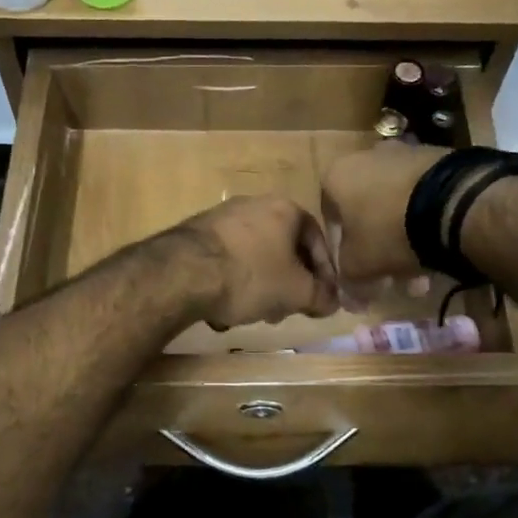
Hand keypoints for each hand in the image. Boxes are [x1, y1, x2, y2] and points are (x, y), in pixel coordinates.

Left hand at [177, 195, 338, 328]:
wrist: (184, 273)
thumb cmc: (251, 276)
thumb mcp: (297, 293)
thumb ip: (322, 297)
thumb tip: (333, 301)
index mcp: (285, 209)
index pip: (317, 240)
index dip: (324, 273)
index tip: (322, 298)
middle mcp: (253, 204)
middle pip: (283, 248)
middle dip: (288, 282)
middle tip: (287, 309)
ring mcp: (221, 216)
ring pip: (253, 256)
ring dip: (259, 285)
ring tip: (254, 313)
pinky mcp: (195, 234)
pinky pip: (225, 260)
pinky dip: (230, 282)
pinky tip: (223, 308)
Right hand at [320, 144, 446, 282]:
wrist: (452, 203)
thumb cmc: (388, 231)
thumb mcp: (359, 266)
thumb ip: (347, 281)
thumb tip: (349, 299)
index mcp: (336, 176)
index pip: (331, 223)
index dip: (342, 257)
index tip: (358, 278)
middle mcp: (365, 157)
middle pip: (366, 216)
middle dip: (378, 253)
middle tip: (391, 282)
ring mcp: (404, 155)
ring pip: (395, 209)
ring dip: (404, 243)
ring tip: (421, 277)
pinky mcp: (438, 159)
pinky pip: (422, 198)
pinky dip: (425, 224)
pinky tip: (439, 250)